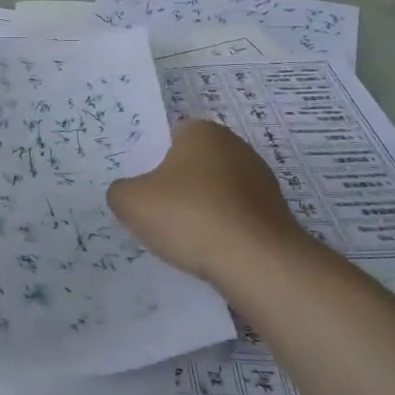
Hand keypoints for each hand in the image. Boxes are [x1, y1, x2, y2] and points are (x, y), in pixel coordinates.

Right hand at [108, 119, 310, 283]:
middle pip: (192, 164)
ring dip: (199, 210)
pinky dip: (221, 230)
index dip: (150, 160)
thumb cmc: (190, 216)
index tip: (140, 187)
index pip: (168, 137)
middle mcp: (236, 146)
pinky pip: (235, 216)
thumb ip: (120, 191)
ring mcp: (261, 180)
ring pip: (215, 192)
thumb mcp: (132, 202)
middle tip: (152, 212)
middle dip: (175, 185)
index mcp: (202, 132)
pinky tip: (207, 250)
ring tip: (179, 239)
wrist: (258, 262)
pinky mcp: (274, 213)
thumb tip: (126, 194)